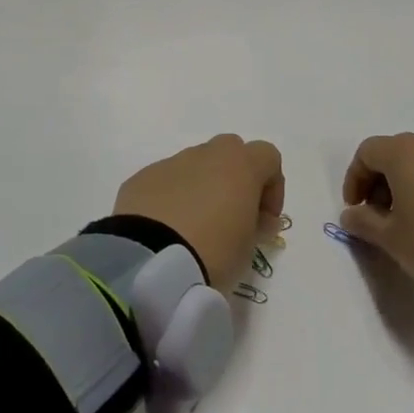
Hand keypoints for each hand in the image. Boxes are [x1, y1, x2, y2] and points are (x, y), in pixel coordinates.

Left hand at [114, 135, 285, 291]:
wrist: (150, 261)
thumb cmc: (213, 252)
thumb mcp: (249, 248)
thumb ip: (259, 226)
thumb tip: (260, 219)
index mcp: (238, 165)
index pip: (268, 156)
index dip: (273, 186)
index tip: (265, 219)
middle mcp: (204, 155)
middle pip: (229, 151)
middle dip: (235, 178)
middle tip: (232, 216)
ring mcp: (169, 164)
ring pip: (194, 166)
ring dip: (202, 188)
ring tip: (195, 228)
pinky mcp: (141, 179)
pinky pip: (165, 182)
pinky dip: (172, 198)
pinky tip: (167, 230)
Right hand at [339, 133, 413, 283]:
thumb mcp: (391, 238)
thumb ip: (363, 223)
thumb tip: (351, 214)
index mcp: (402, 152)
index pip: (366, 152)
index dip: (354, 179)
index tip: (356, 208)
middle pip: (393, 154)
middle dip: (379, 182)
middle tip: (379, 215)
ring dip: (405, 186)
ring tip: (408, 221)